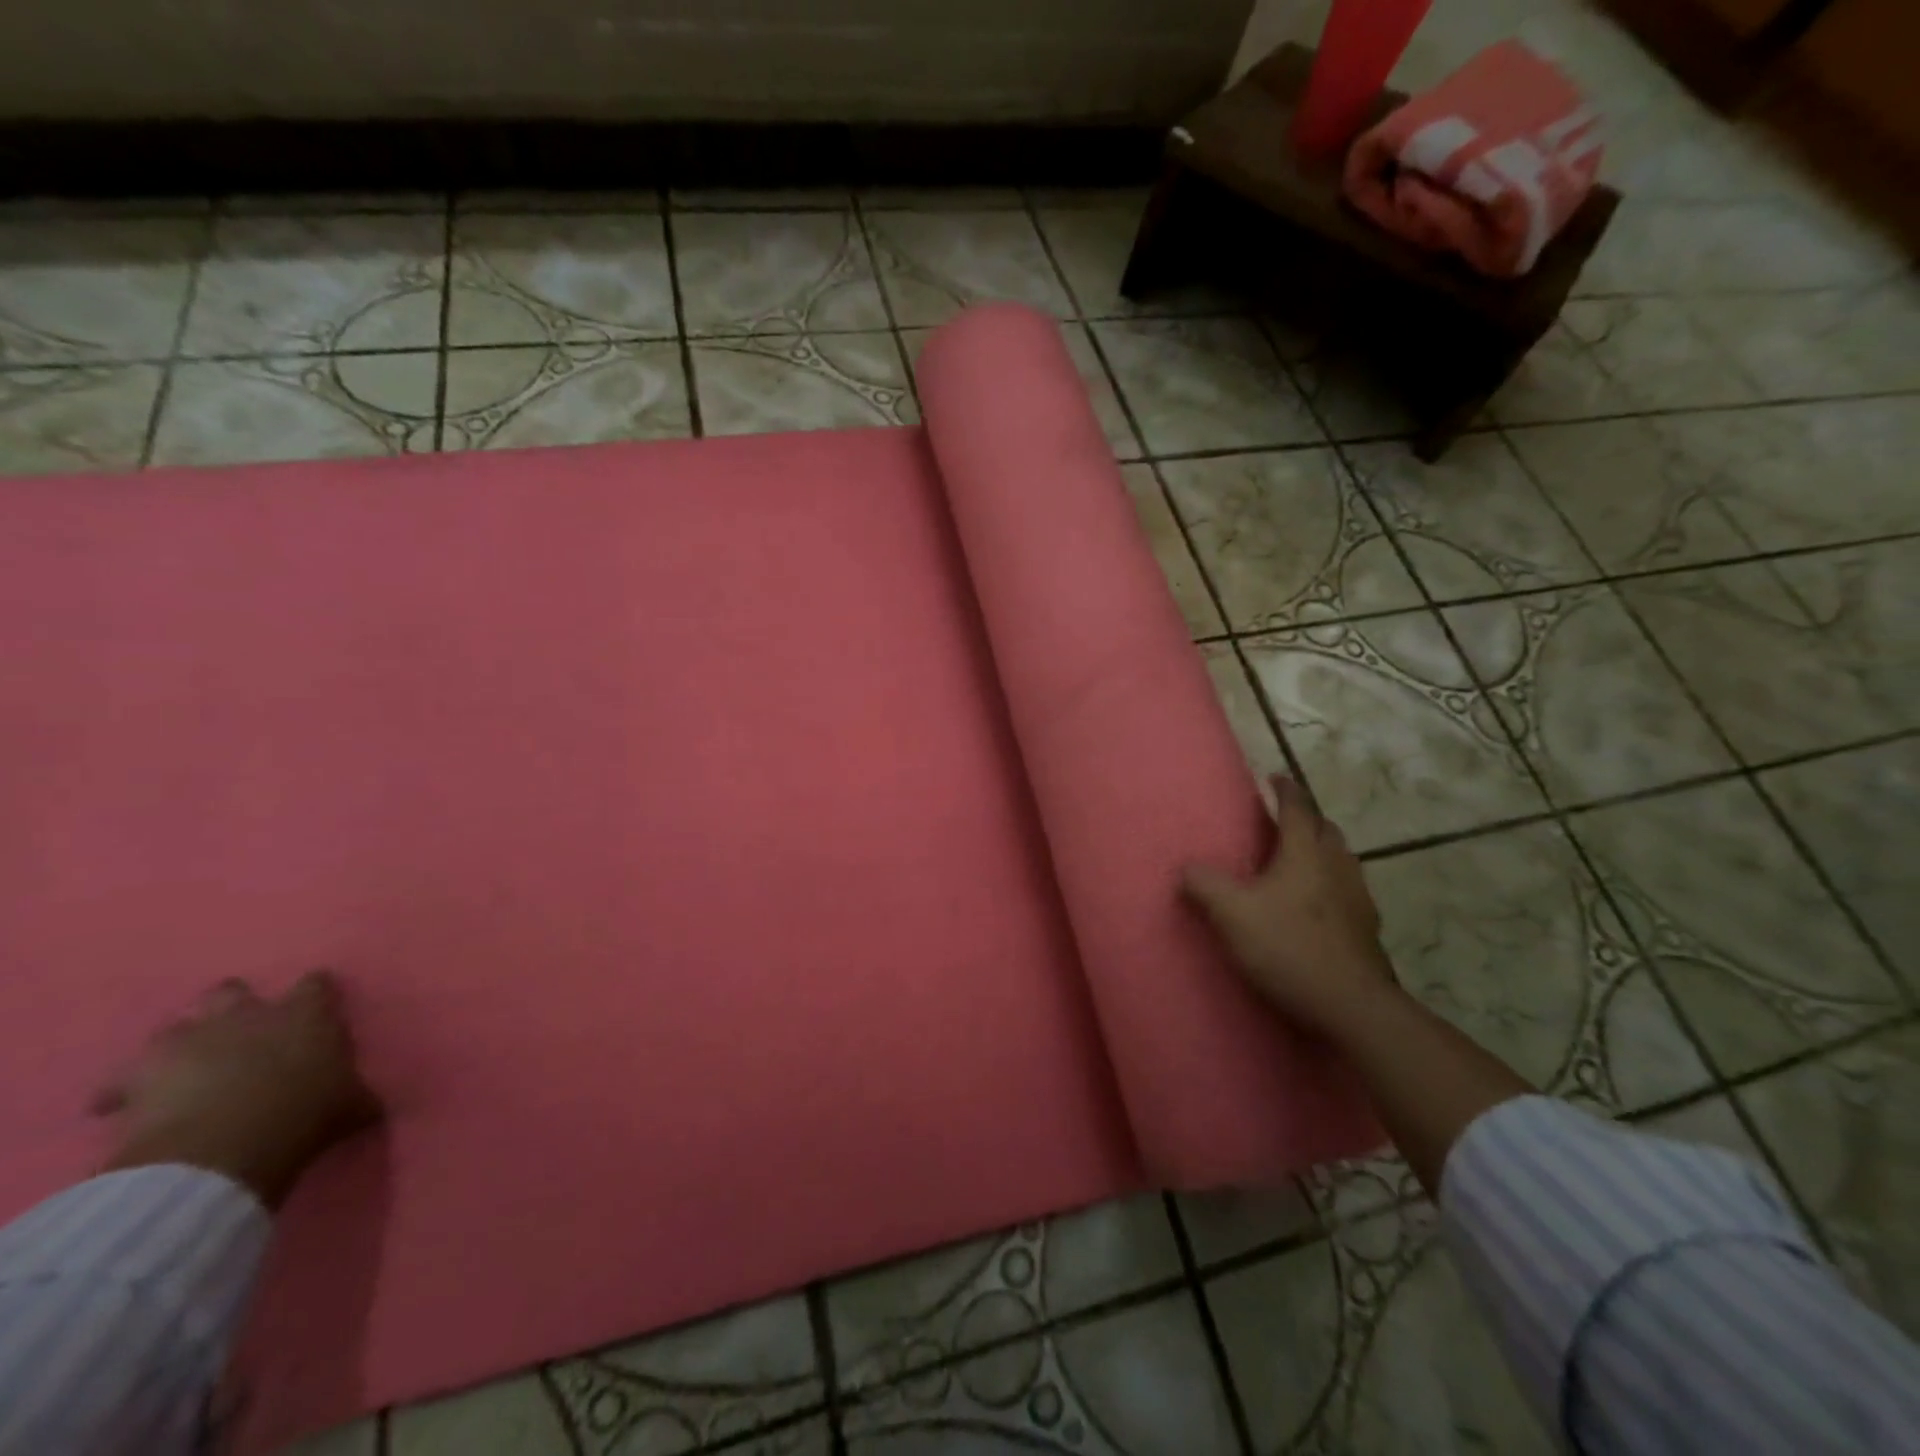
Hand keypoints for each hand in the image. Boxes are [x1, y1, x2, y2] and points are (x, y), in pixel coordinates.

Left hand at [97, 971, 382, 1208]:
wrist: (223, 1151)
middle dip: (232, 1007)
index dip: (315, 995)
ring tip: (184, 1069)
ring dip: (181, 1044)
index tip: (316, 1010)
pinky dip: (122, 1091)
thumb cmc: (304, 1116)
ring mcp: (190, 1040)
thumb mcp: (353, 1106)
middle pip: (233, 990)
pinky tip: (124, 1108)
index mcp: (305, 1014)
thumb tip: (375, 1103)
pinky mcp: (139, 1075)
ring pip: (176, 1026)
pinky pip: (120, 1080)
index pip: (316, 984)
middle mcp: (248, 1014)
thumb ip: (360, 1095)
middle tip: (238, 1034)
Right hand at [1182, 776, 1400, 1038]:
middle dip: (1306, 818)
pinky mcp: (1367, 929)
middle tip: (1282, 820)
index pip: (1298, 808)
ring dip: (1321, 850)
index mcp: (1306, 853)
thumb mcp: (1231, 914)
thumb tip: (1185, 868)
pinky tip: (1315, 905)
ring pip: (1341, 859)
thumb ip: (1204, 885)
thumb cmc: (1287, 947)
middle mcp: (1337, 866)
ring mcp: (1358, 898)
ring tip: (1297, 860)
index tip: (1275, 777)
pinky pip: (1347, 889)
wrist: (1350, 1005)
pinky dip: (1330, 883)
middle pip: (1326, 829)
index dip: (1285, 789)